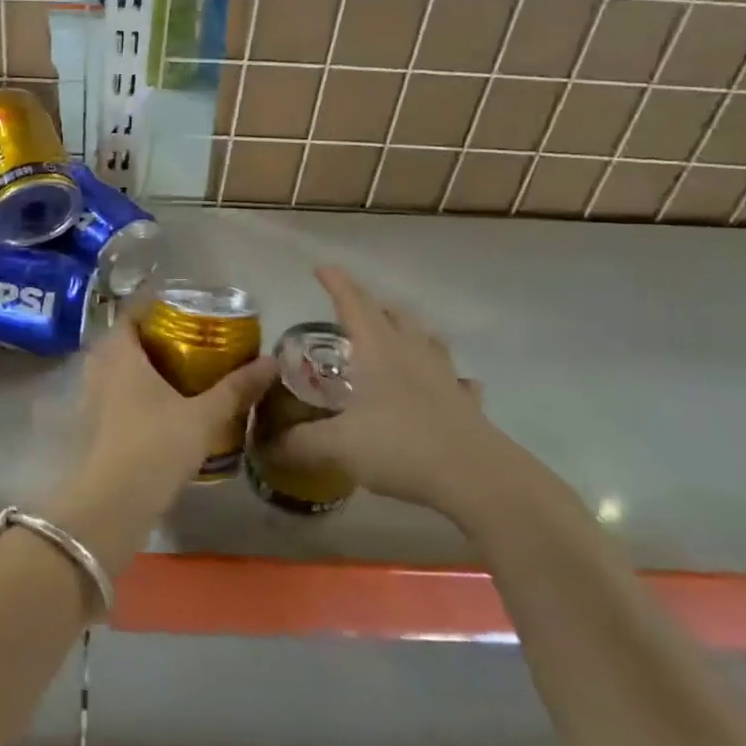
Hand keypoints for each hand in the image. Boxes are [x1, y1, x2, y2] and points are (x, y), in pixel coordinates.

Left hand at [76, 318, 276, 497]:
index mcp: (121, 355)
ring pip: (112, 370)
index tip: (178, 309)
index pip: (129, 315)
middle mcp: (99, 370)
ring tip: (172, 372)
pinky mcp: (91, 427)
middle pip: (120, 341)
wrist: (114, 502)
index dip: (150, 308)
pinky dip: (129, 393)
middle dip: (147, 337)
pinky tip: (155, 408)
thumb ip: (236, 388)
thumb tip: (272, 362)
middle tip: (180, 340)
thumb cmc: (157, 445)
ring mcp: (90, 400)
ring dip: (136, 367)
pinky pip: (110, 395)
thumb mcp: (203, 416)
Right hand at [273, 267, 560, 536]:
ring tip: (396, 337)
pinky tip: (448, 385)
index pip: (353, 303)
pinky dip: (447, 377)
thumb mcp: (339, 446)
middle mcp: (411, 352)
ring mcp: (444, 375)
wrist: (477, 477)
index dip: (336, 283)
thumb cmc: (402, 447)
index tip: (322, 268)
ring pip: (426, 339)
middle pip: (392, 314)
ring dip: (408, 331)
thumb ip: (300, 443)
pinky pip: (457, 380)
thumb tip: (267, 446)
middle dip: (372, 306)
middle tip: (353, 311)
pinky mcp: (465, 403)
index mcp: (378, 350)